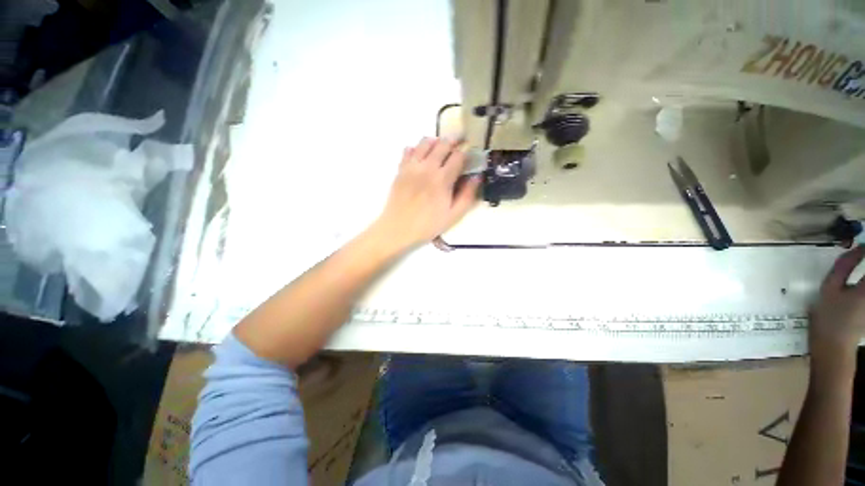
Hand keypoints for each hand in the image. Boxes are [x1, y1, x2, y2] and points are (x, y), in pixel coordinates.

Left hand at [372, 137, 480, 251]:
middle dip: (454, 141)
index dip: (466, 152)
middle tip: (459, 142)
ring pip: (425, 142)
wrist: (398, 229)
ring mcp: (412, 167)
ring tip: (441, 147)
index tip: (470, 154)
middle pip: (443, 144)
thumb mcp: (453, 215)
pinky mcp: (400, 169)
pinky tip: (421, 156)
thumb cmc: (428, 225)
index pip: (458, 156)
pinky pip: (408, 150)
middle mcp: (428, 167)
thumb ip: (467, 195)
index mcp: (443, 179)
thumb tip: (477, 177)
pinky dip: (417, 148)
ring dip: (436, 141)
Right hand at [810, 246, 864, 365]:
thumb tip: (859, 247)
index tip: (864, 241)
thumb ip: (845, 266)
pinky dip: (863, 280)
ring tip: (859, 260)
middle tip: (861, 252)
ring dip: (864, 272)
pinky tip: (860, 275)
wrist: (833, 346)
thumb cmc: (829, 316)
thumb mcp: (830, 289)